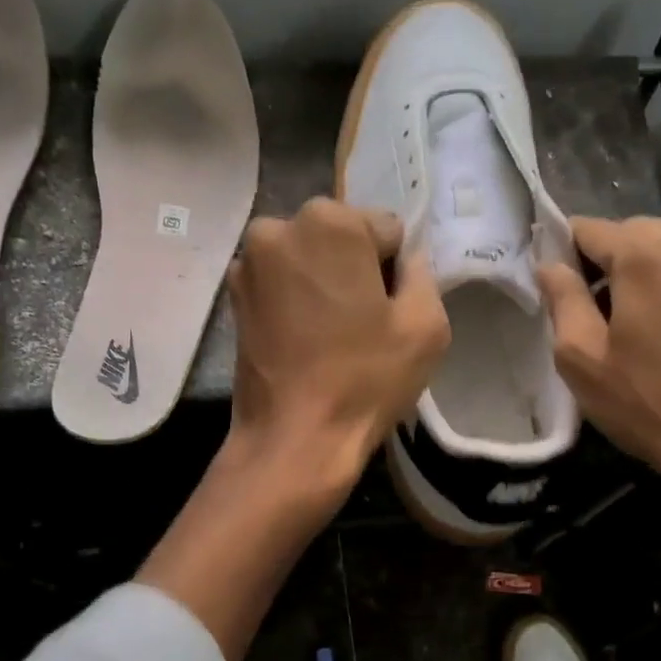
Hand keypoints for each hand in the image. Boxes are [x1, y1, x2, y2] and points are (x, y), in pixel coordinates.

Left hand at [226, 197, 449, 505]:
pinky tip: (305, 341)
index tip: (389, 310)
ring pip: (308, 260)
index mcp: (330, 222)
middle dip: (355, 268)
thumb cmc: (365, 380)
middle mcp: (279, 227)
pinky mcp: (233, 297)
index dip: (395, 270)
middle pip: (340, 238)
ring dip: (324, 284)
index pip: (386, 230)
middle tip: (363, 323)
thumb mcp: (427, 325)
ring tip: (332, 336)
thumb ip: (423, 274)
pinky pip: (281, 284)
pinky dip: (296, 301)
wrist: (294, 438)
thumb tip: (406, 260)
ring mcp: (247, 262)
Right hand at [536, 217, 660, 489]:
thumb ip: (561, 298)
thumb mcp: (581, 356)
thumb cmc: (648, 402)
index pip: (586, 229)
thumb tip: (549, 265)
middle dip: (601, 267)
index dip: (562, 258)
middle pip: (625, 234)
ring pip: (657, 248)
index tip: (556, 296)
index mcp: (647, 251)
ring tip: (627, 328)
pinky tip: (660, 328)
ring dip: (634, 276)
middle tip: (590, 319)